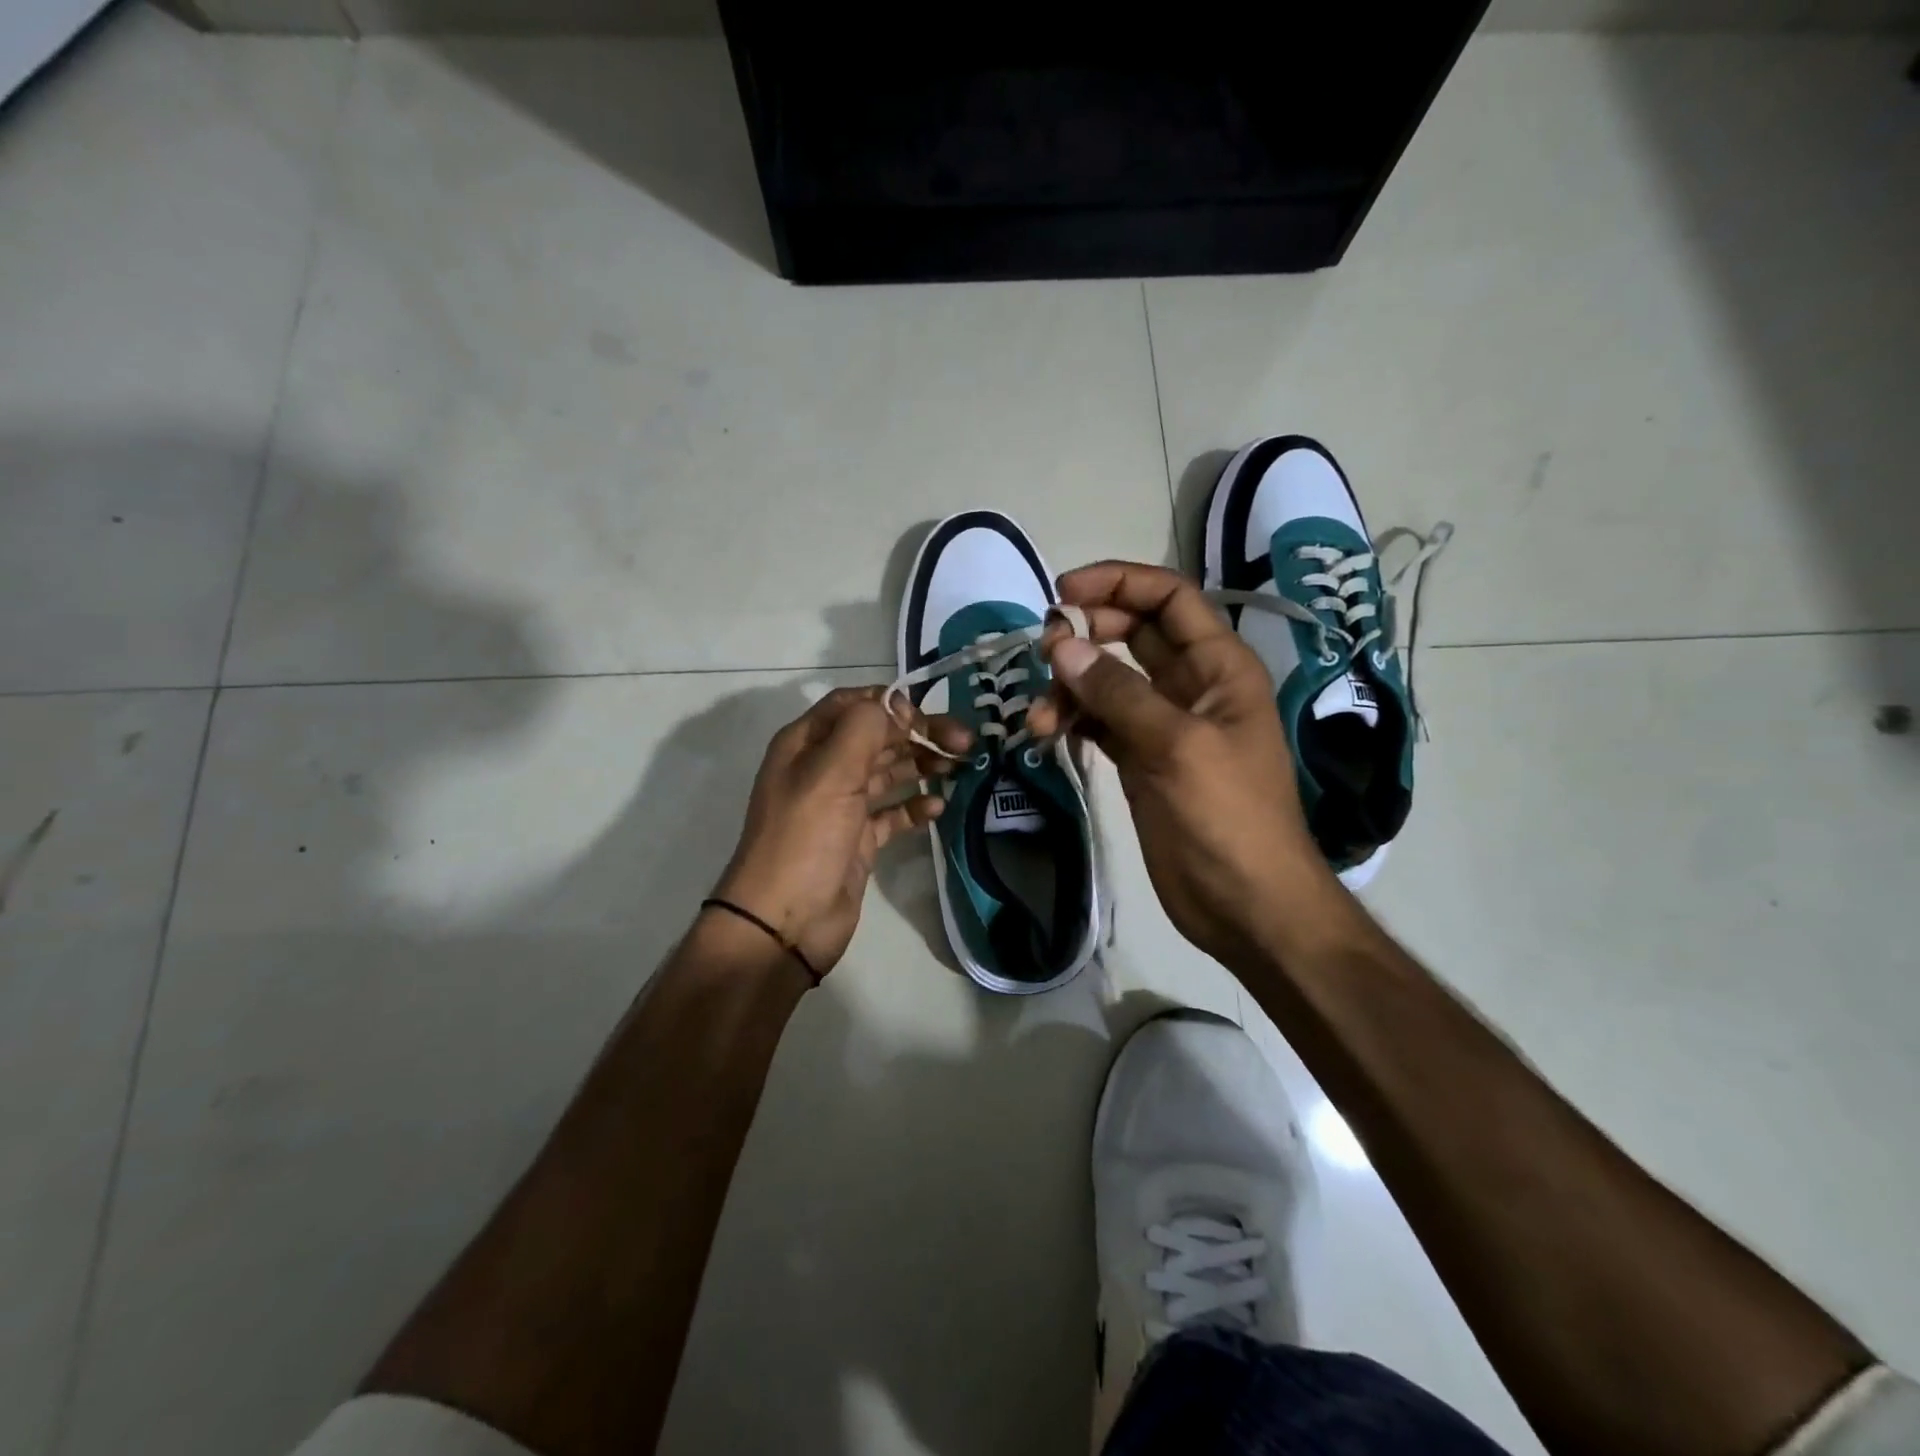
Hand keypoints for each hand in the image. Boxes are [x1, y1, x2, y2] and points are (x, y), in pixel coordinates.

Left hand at [713, 687, 969, 976]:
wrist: (784, 922)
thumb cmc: (805, 838)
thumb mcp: (830, 772)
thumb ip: (865, 727)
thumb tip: (897, 705)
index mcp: (806, 743)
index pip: (854, 705)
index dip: (892, 704)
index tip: (929, 716)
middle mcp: (822, 768)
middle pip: (877, 737)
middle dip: (918, 734)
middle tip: (964, 743)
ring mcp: (841, 806)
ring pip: (887, 773)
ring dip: (922, 765)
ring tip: (959, 767)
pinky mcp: (858, 840)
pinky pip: (892, 813)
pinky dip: (914, 806)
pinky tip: (938, 807)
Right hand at [1025, 562, 1346, 967]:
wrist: (1246, 905)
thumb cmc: (1228, 818)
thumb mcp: (1176, 746)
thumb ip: (1118, 693)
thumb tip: (1060, 645)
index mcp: (1219, 667)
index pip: (1169, 599)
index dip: (1119, 583)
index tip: (1062, 594)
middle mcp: (1191, 685)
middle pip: (1133, 633)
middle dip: (1086, 634)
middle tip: (1042, 653)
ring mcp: (1164, 724)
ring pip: (1108, 680)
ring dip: (1070, 687)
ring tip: (1040, 719)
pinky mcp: (1141, 760)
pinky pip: (1100, 722)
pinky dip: (1073, 720)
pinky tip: (1048, 734)